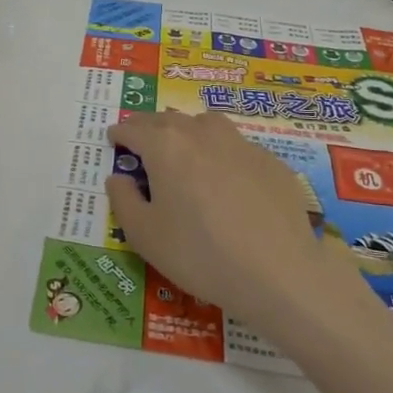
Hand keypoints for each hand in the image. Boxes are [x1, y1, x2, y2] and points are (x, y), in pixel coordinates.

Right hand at [105, 110, 360, 329]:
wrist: (279, 272)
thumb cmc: (200, 253)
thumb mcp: (145, 235)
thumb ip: (124, 200)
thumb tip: (119, 177)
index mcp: (166, 146)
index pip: (134, 128)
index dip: (120, 133)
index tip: (114, 139)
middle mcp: (201, 133)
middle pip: (168, 120)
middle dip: (150, 128)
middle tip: (143, 143)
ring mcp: (240, 143)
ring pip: (206, 124)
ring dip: (188, 131)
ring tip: (185, 150)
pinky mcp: (270, 161)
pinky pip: (237, 147)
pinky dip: (222, 153)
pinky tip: (227, 179)